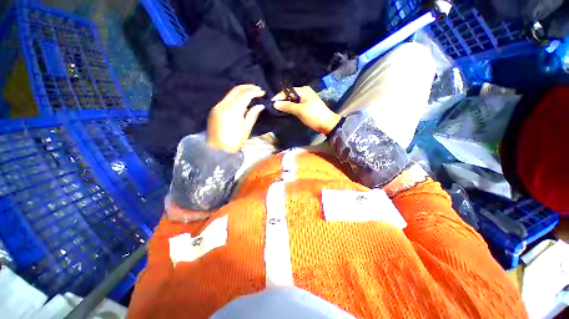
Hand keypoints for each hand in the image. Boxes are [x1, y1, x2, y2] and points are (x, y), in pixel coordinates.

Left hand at [207, 85, 265, 152]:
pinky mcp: (214, 110)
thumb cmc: (234, 141)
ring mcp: (217, 106)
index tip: (263, 93)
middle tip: (257, 89)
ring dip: (241, 91)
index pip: (245, 95)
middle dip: (248, 87)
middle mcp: (224, 104)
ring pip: (230, 93)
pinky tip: (241, 101)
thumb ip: (252, 115)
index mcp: (234, 109)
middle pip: (236, 89)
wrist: (217, 149)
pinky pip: (226, 99)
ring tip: (251, 94)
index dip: (255, 92)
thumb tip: (260, 105)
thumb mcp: (246, 129)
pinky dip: (235, 97)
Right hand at [273, 86, 340, 133]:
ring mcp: (306, 99)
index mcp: (303, 90)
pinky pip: (296, 105)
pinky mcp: (306, 106)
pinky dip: (291, 108)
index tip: (271, 104)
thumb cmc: (314, 115)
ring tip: (278, 110)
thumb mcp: (300, 110)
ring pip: (292, 101)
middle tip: (273, 108)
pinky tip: (286, 112)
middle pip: (289, 95)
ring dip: (286, 105)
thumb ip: (287, 106)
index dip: (279, 97)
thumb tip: (275, 104)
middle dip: (282, 101)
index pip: (287, 91)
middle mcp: (304, 92)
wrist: (327, 124)